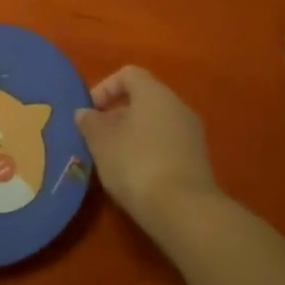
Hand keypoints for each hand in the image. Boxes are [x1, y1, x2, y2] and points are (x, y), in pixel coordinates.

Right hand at [76, 65, 221, 239]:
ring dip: (133, 135)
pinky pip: (168, 145)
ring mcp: (192, 134)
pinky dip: (149, 152)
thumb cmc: (135, 163)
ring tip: (113, 159)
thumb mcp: (101, 142)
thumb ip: (90, 122)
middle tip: (98, 137)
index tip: (90, 112)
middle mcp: (178, 106)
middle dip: (117, 115)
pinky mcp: (198, 160)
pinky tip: (136, 175)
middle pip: (143, 99)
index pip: (128, 74)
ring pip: (156, 124)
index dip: (105, 88)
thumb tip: (85, 113)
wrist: (183, 210)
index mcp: (154, 93)